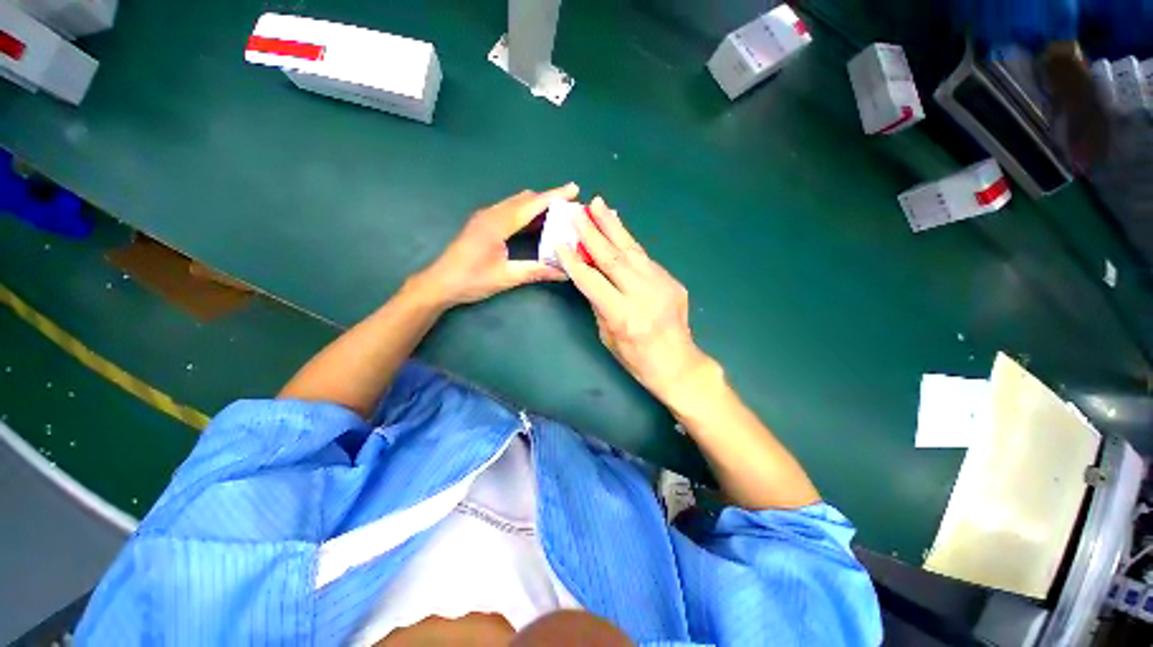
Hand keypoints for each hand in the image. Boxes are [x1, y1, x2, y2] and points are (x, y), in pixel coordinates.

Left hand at [413, 184, 576, 306]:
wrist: (439, 283)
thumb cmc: (472, 280)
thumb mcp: (507, 277)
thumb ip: (537, 272)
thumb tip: (565, 272)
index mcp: (498, 223)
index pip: (532, 204)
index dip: (555, 196)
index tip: (574, 189)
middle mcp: (492, 214)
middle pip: (525, 199)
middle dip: (549, 200)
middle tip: (570, 208)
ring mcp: (485, 217)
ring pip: (517, 203)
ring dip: (537, 206)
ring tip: (558, 215)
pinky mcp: (483, 224)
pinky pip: (509, 211)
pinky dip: (526, 213)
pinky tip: (536, 225)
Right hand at [558, 197, 712, 402]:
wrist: (678, 363)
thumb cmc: (636, 358)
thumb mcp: (608, 336)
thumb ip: (599, 304)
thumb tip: (591, 276)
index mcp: (623, 315)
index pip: (592, 281)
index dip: (574, 261)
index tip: (560, 242)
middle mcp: (643, 295)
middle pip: (612, 258)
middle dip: (592, 232)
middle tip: (578, 211)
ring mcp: (661, 285)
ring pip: (632, 250)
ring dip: (613, 226)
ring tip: (599, 206)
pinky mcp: (672, 280)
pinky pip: (645, 258)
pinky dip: (629, 243)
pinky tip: (619, 230)